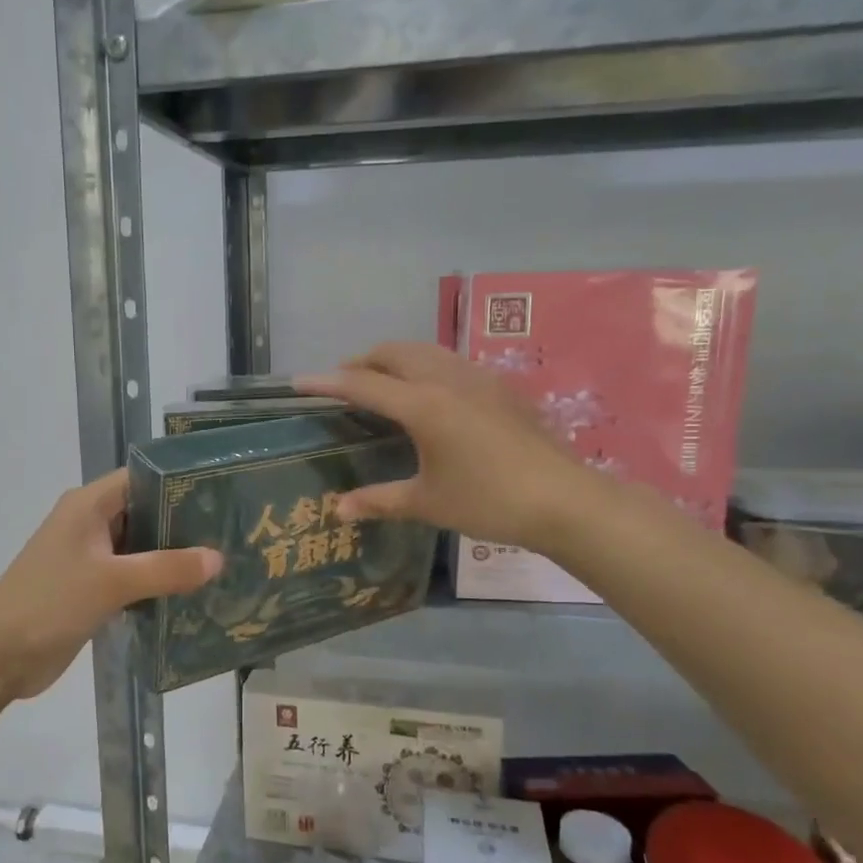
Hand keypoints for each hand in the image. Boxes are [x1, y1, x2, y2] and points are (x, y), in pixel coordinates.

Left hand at [0, 469, 221, 701]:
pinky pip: (133, 576)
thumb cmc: (50, 603)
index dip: (180, 482)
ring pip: (141, 547)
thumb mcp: (112, 582)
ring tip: (222, 562)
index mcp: (88, 505)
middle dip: (183, 523)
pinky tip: (192, 593)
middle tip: (231, 532)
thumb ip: (166, 569)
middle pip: (145, 512)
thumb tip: (218, 558)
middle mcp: (90, 523)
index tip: (222, 492)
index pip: (142, 478)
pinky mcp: (92, 589)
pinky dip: (157, 582)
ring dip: (172, 556)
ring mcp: (90, 557)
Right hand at [299, 342, 604, 551]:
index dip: (326, 382)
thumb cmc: (488, 501)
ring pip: (425, 351)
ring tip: (382, 383)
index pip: (362, 384)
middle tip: (343, 383)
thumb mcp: (428, 503)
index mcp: (423, 405)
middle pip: (393, 353)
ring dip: (395, 359)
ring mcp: (477, 378)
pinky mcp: (500, 386)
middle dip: (362, 362)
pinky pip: (450, 361)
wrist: (564, 499)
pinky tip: (429, 394)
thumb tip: (338, 511)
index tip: (298, 382)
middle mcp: (447, 379)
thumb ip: (379, 501)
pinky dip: (424, 366)